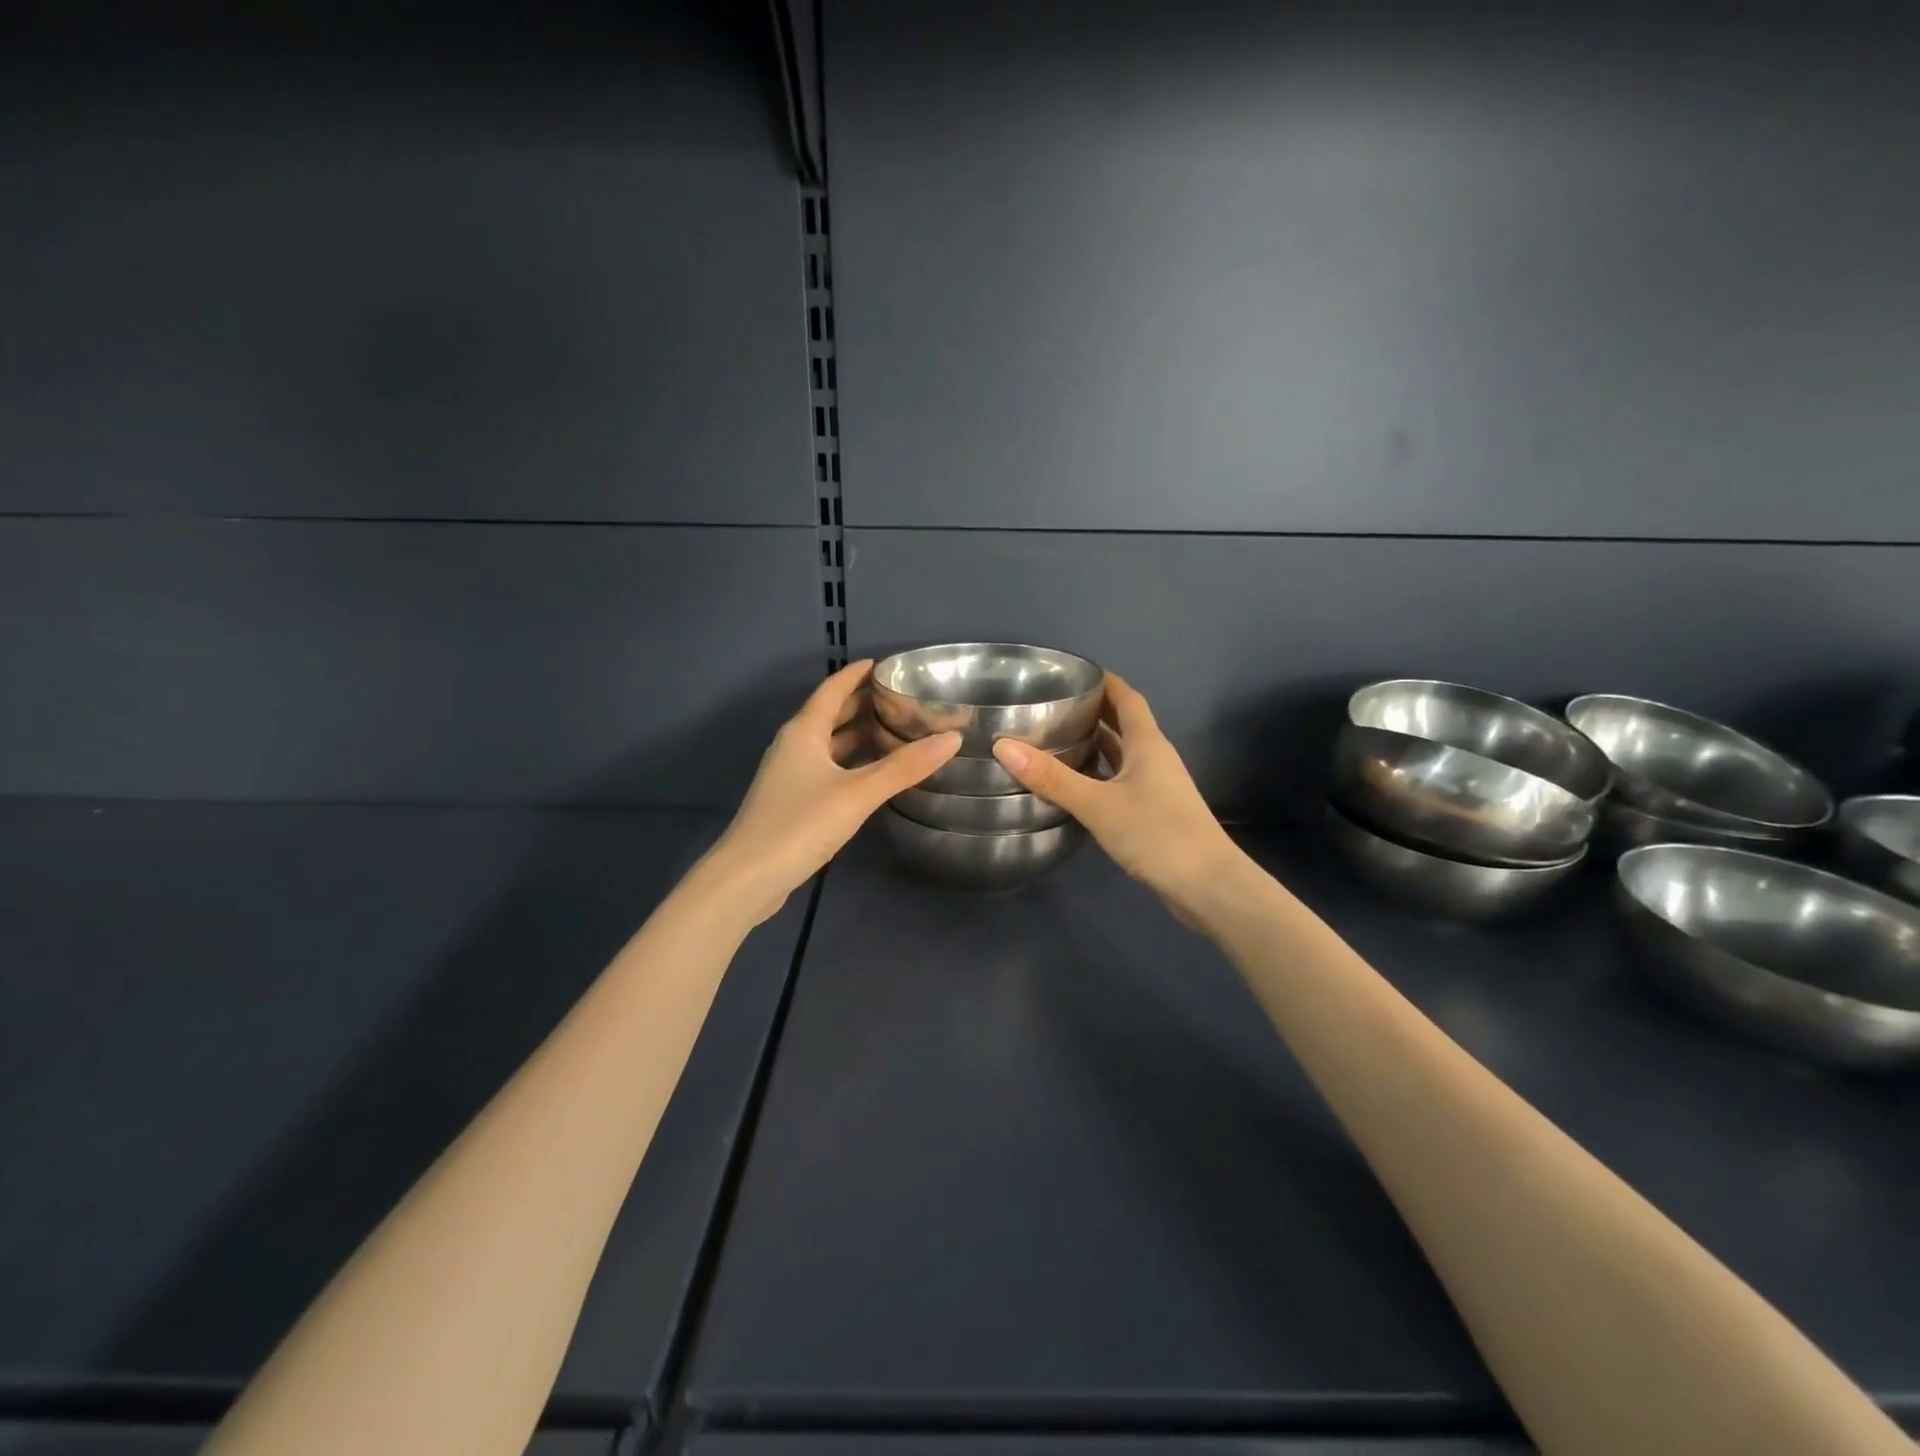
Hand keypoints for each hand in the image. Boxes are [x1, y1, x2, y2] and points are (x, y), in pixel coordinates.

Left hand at [700, 660, 960, 924]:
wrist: (747, 878)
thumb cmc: (800, 825)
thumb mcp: (857, 794)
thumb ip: (904, 767)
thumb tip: (952, 738)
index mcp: (804, 731)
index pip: (833, 689)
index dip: (857, 673)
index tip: (885, 663)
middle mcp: (794, 746)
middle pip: (830, 713)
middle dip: (862, 702)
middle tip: (901, 696)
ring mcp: (790, 775)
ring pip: (829, 743)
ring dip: (857, 733)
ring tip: (895, 728)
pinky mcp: (792, 801)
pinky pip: (827, 767)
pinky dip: (851, 761)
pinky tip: (873, 773)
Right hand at [991, 673, 1242, 920]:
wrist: (1208, 885)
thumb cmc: (1157, 833)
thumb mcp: (1098, 804)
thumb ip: (1052, 777)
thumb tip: (1003, 745)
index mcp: (1147, 743)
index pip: (1126, 698)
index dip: (1104, 682)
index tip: (1073, 674)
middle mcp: (1154, 758)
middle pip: (1123, 724)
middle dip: (1093, 711)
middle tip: (1051, 706)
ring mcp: (1156, 787)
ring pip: (1121, 755)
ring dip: (1095, 745)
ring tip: (1055, 740)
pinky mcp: (1154, 813)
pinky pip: (1121, 781)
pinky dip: (1099, 776)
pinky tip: (1075, 786)